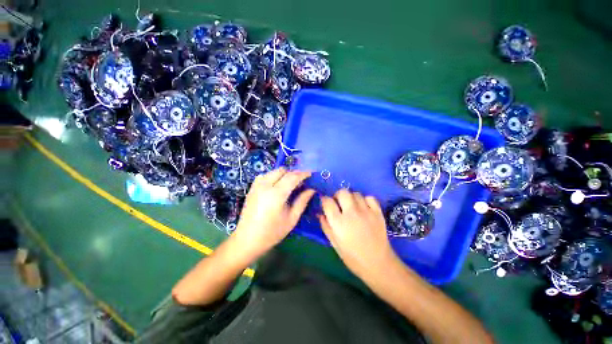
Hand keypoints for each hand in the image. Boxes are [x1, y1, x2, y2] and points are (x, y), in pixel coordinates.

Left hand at [233, 168, 314, 259]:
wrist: (247, 240)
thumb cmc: (272, 232)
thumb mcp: (292, 219)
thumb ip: (302, 201)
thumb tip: (312, 189)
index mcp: (276, 194)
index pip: (292, 177)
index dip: (303, 173)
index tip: (311, 174)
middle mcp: (265, 185)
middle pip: (282, 171)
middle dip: (293, 173)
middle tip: (301, 182)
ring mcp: (257, 186)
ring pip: (273, 171)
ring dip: (283, 174)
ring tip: (289, 184)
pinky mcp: (252, 188)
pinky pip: (265, 175)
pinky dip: (273, 176)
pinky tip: (276, 186)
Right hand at [319, 190, 397, 278]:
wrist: (378, 263)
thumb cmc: (352, 257)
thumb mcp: (334, 243)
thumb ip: (326, 226)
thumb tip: (320, 213)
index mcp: (339, 222)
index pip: (327, 202)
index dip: (324, 200)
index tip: (325, 203)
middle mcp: (352, 213)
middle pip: (342, 192)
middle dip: (337, 195)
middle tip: (338, 204)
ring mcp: (366, 211)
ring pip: (355, 193)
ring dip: (351, 198)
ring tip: (351, 206)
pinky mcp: (378, 212)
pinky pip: (369, 197)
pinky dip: (365, 200)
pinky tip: (363, 207)